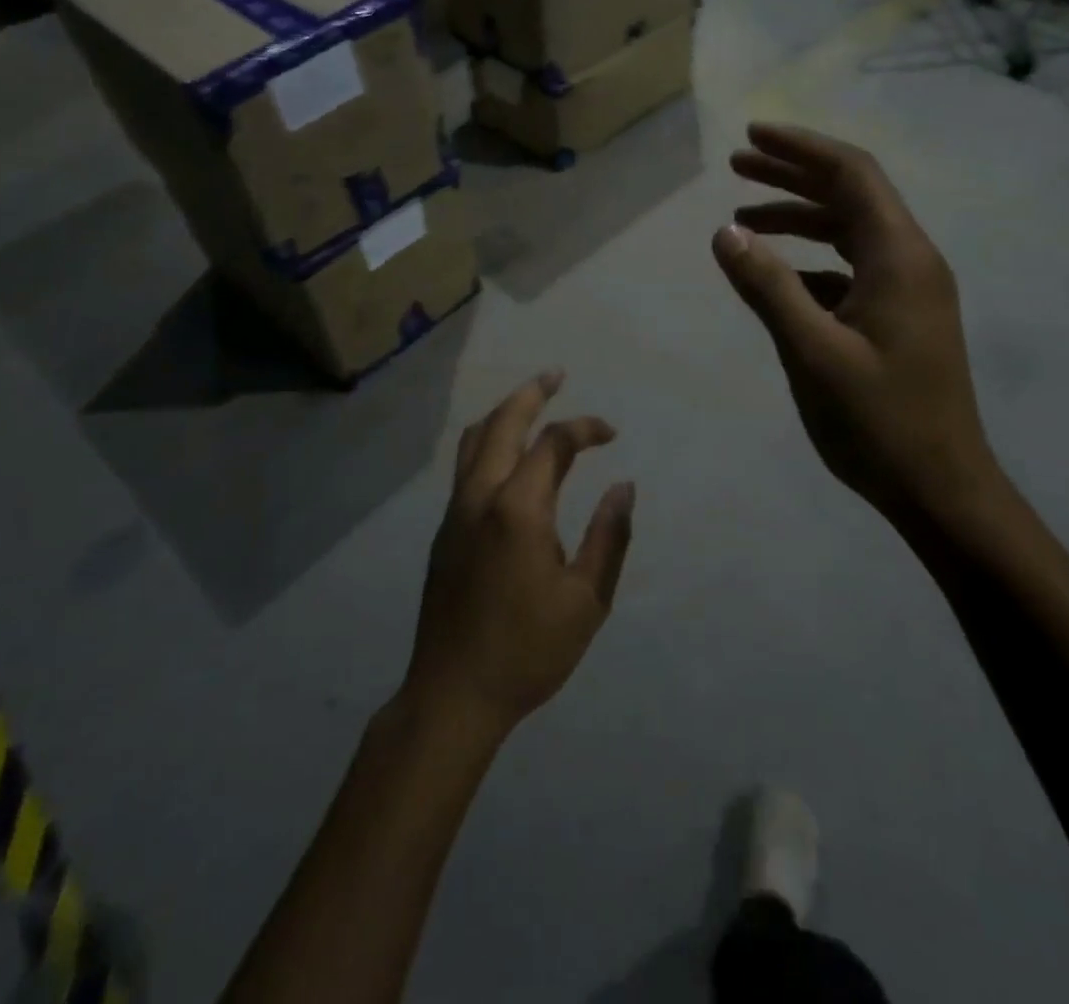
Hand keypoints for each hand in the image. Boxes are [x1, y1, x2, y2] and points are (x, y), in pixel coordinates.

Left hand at [404, 372, 635, 736]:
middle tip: (556, 374)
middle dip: (532, 392)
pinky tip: (506, 456)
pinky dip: (487, 442)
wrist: (453, 694)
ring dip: (503, 413)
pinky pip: (465, 466)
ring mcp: (455, 511)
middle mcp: (481, 496)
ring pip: (474, 440)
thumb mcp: (586, 600)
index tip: (611, 433)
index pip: (553, 443)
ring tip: (529, 402)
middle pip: (502, 423)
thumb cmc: (528, 650)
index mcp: (519, 508)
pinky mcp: (444, 530)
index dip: (585, 428)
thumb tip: (624, 487)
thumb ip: (609, 537)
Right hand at [713, 123, 1007, 551]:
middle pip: (850, 196)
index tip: (751, 136)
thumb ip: (768, 287)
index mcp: (899, 256)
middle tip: (736, 167)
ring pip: (849, 233)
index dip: (800, 149)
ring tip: (742, 219)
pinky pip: (851, 269)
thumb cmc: (878, 420)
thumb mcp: (812, 351)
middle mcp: (910, 261)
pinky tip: (776, 277)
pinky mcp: (899, 319)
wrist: (941, 488)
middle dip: (792, 177)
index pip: (852, 175)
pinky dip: (811, 261)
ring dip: (798, 219)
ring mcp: (908, 291)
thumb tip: (725, 234)